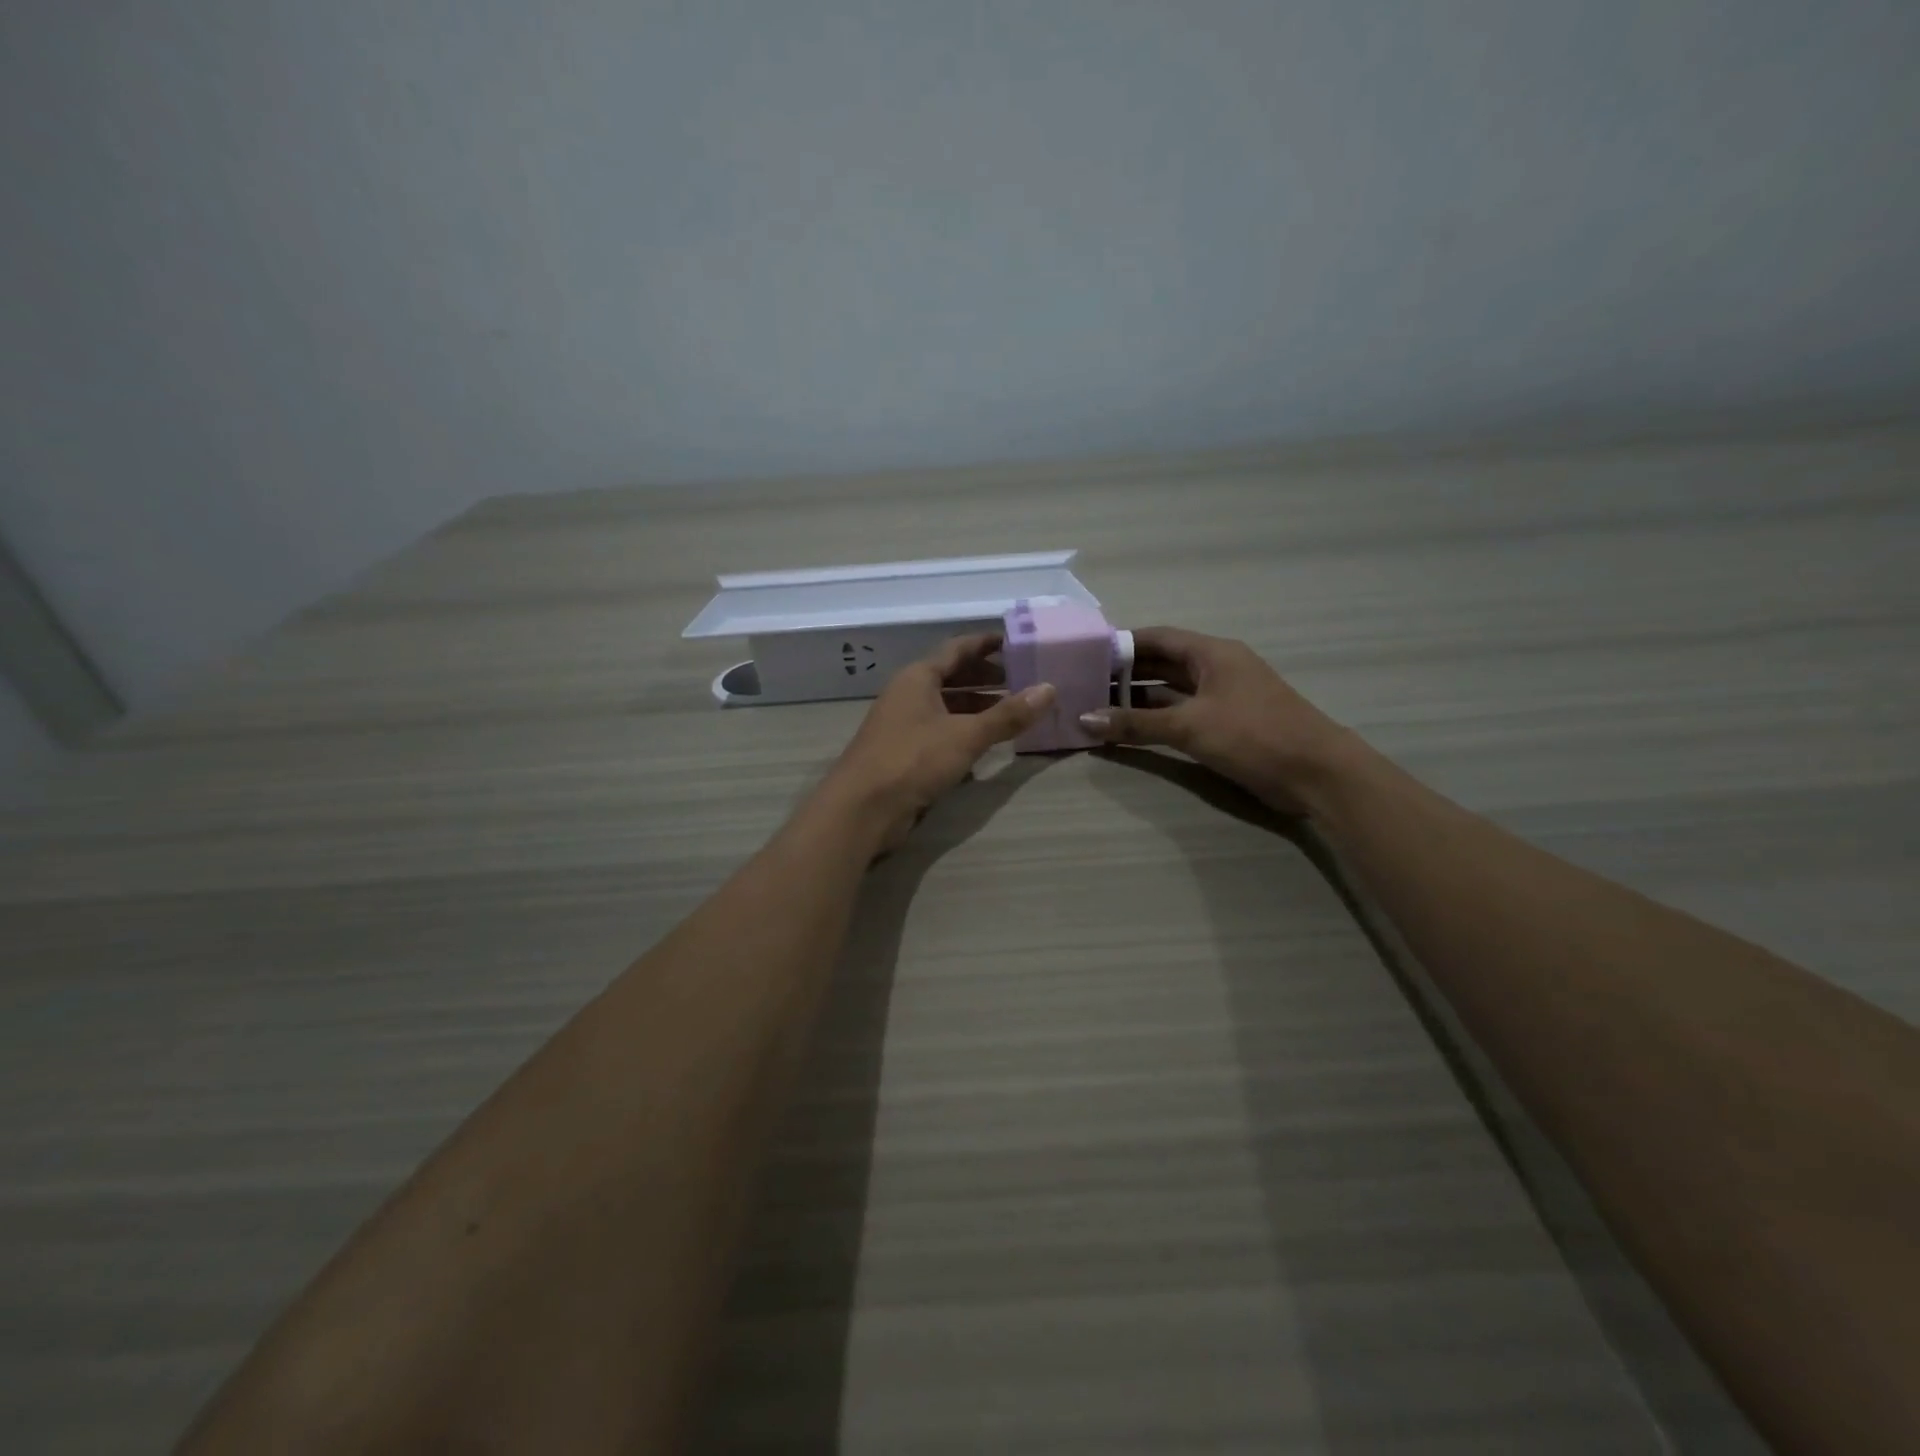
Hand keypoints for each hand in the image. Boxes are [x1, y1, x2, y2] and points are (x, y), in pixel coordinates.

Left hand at [817, 633, 1054, 851]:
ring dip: (977, 707)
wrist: (862, 809)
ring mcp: (903, 725)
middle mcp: (908, 695)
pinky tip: (986, 745)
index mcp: (918, 677)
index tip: (1016, 642)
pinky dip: (964, 732)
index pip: (957, 649)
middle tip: (1022, 680)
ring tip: (1013, 712)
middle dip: (986, 677)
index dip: (987, 644)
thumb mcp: (966, 735)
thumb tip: (1049, 689)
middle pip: (951, 677)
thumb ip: (1008, 715)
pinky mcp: (904, 753)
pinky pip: (940, 732)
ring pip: (946, 707)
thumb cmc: (912, 760)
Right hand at [1077, 627, 1356, 816]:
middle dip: (1124, 674)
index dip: (1122, 644)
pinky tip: (1127, 731)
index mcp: (1212, 653)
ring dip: (1137, 700)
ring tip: (1096, 708)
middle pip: (1161, 664)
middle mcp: (1216, 669)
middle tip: (1083, 684)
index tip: (1086, 654)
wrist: (1316, 774)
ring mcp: (1222, 699)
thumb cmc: (1253, 735)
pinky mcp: (1226, 726)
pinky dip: (1155, 721)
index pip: (1157, 638)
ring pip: (1170, 692)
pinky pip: (1181, 715)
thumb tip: (1085, 719)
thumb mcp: (1189, 726)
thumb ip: (1136, 723)